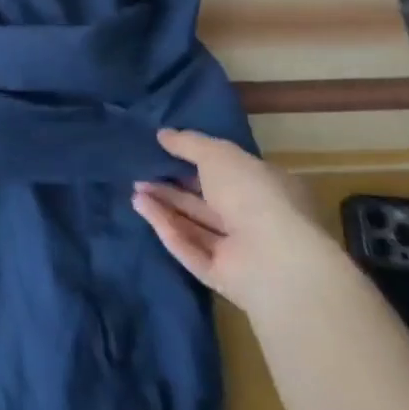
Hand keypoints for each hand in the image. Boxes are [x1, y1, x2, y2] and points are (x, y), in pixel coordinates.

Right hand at [131, 128, 344, 315]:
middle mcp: (256, 220)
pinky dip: (164, 227)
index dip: (198, 162)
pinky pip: (187, 247)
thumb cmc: (254, 195)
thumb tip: (162, 134)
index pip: (230, 173)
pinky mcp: (220, 275)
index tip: (166, 151)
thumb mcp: (218, 154)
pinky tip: (140, 206)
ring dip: (164, 205)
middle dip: (173, 186)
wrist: (274, 260)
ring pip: (194, 225)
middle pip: (207, 201)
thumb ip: (189, 143)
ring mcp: (239, 251)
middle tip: (142, 172)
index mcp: (267, 189)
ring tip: (135, 188)